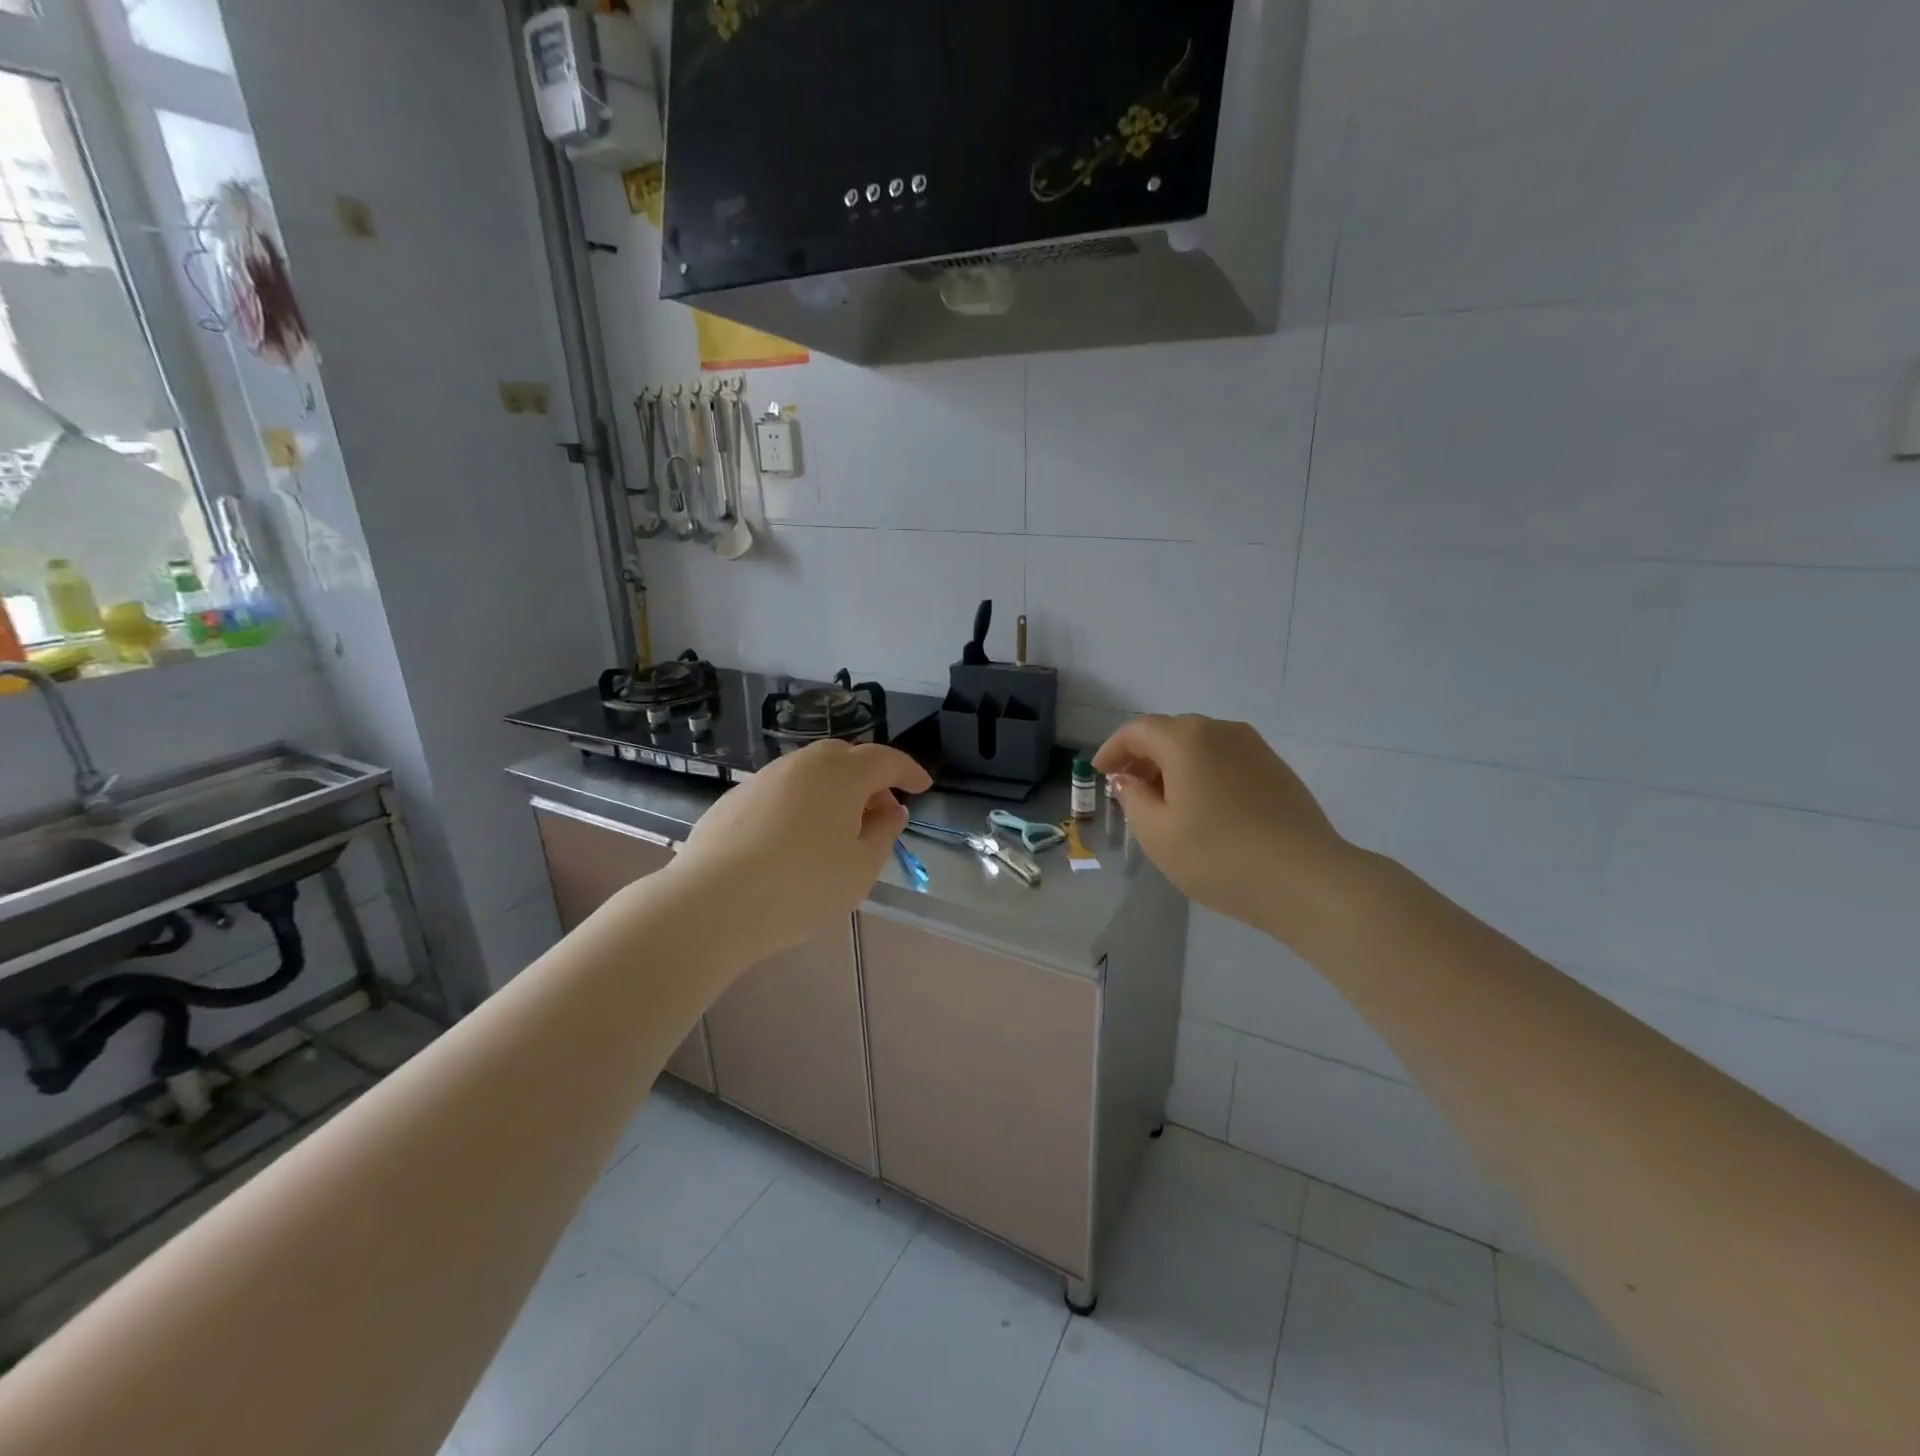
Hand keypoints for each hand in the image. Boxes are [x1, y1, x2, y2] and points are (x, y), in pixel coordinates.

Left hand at [669, 740, 931, 957]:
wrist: (713, 902)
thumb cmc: (803, 886)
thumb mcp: (861, 868)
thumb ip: (884, 833)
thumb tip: (890, 809)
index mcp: (842, 774)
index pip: (885, 760)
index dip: (908, 771)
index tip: (923, 787)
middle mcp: (803, 764)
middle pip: (845, 758)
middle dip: (869, 780)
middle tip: (880, 811)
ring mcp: (764, 778)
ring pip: (810, 773)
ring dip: (833, 791)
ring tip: (839, 829)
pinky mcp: (735, 798)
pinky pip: (782, 791)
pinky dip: (801, 804)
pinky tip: (796, 839)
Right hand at [1094, 715, 1357, 943]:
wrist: (1306, 880)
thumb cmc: (1219, 856)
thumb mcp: (1157, 833)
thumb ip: (1133, 799)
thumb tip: (1129, 780)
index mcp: (1187, 739)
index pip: (1138, 730)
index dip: (1113, 749)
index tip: (1099, 772)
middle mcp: (1222, 730)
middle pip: (1171, 732)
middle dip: (1143, 756)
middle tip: (1128, 788)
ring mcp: (1255, 748)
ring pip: (1201, 745)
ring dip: (1174, 765)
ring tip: (1164, 801)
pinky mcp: (1277, 770)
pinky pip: (1226, 760)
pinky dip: (1203, 773)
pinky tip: (1203, 808)